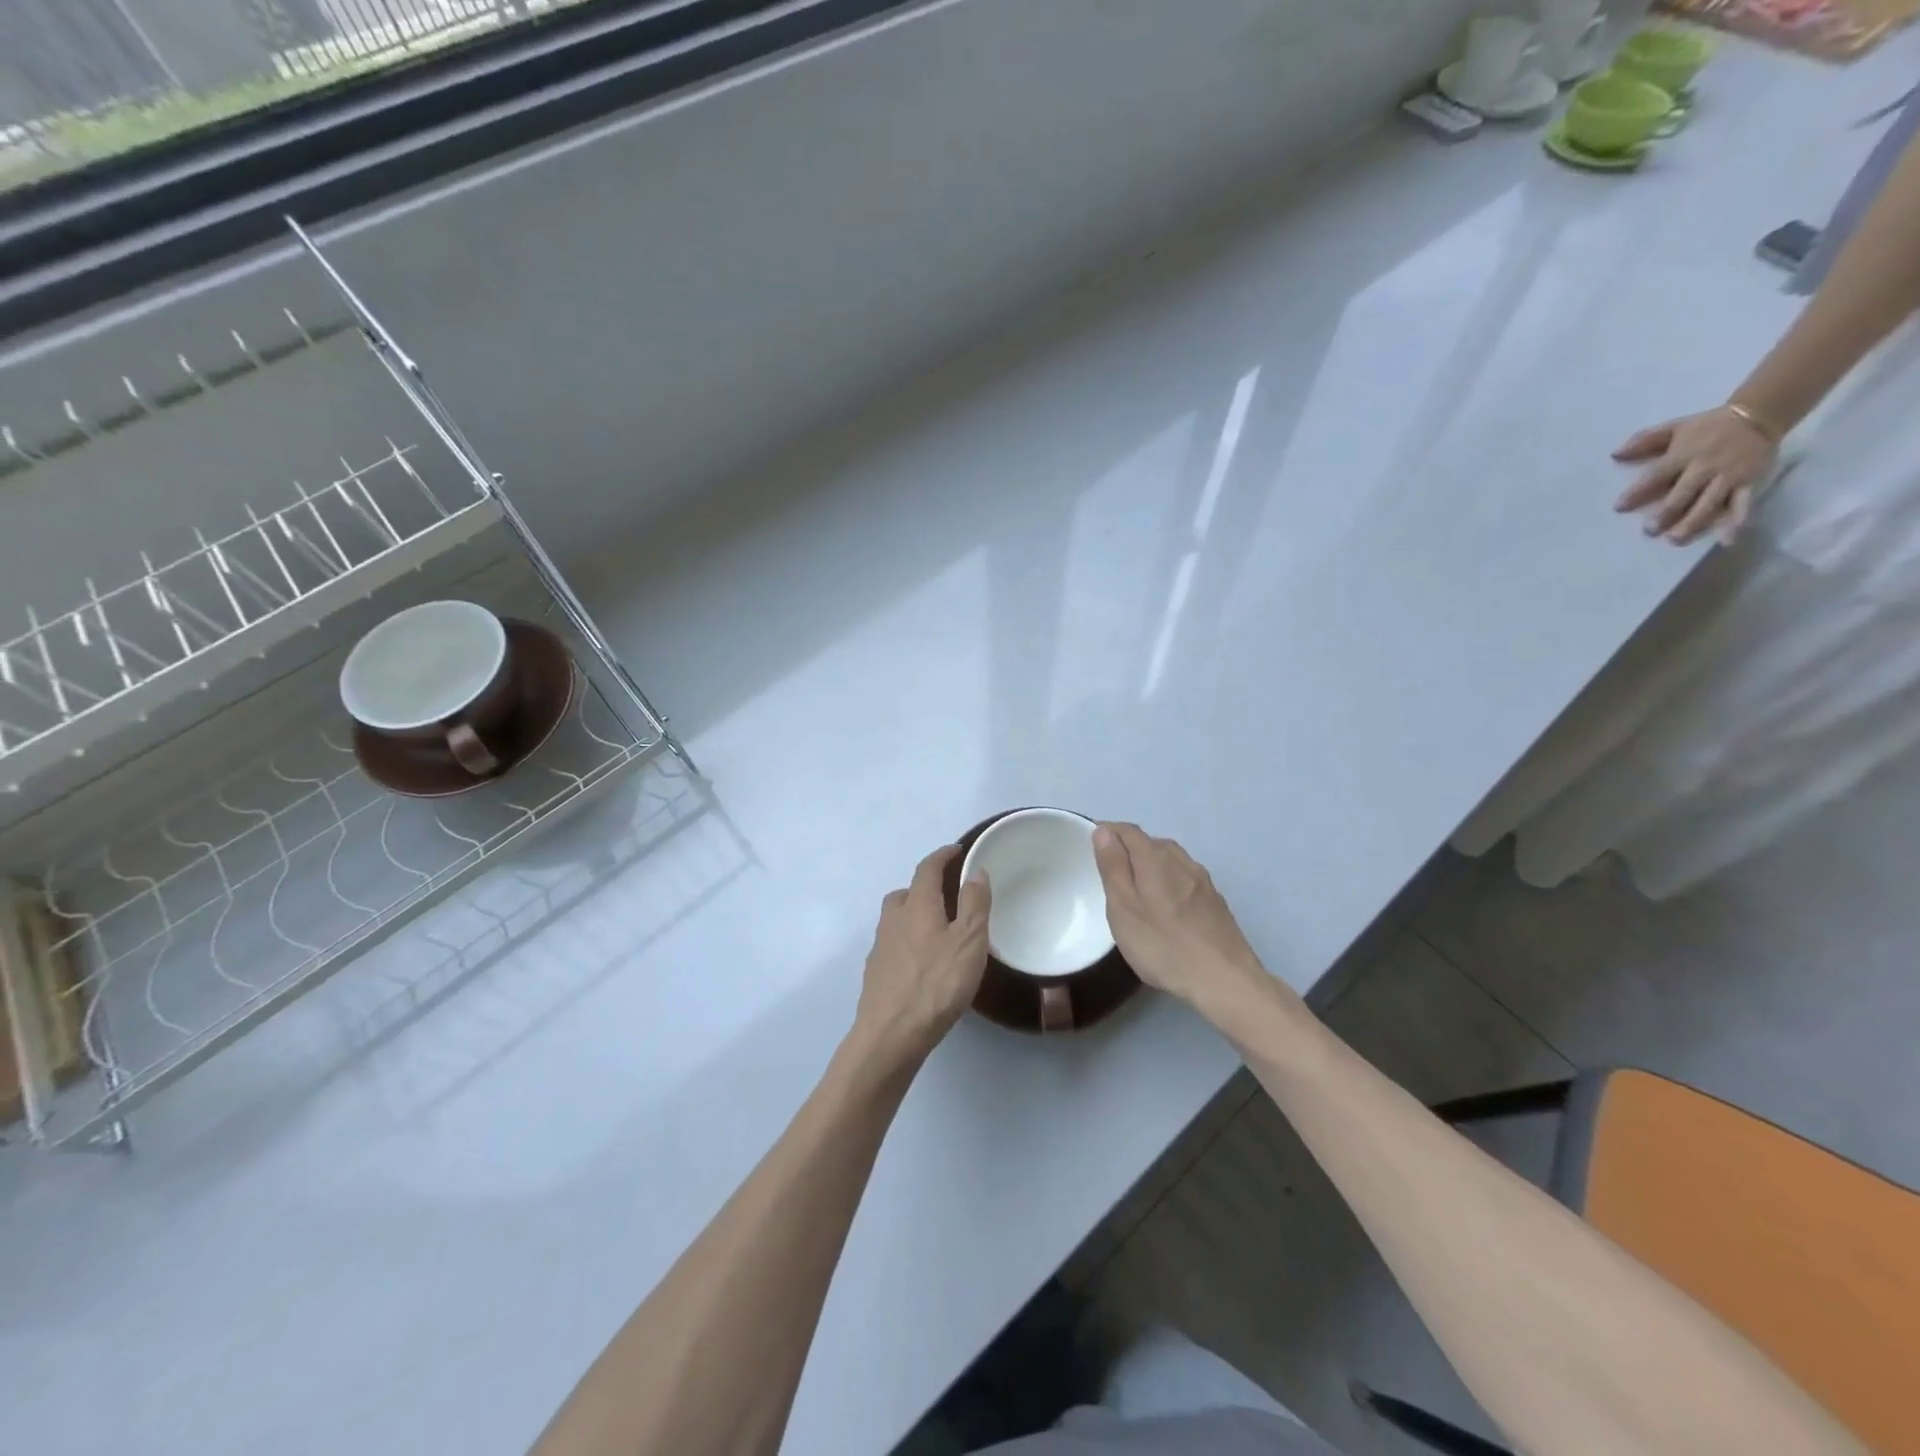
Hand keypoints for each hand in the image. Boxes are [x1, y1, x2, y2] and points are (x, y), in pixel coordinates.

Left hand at [851, 845, 990, 1066]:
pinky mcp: (875, 973)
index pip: (927, 869)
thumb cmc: (937, 983)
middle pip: (906, 892)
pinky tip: (922, 964)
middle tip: (947, 895)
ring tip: (937, 931)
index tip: (956, 850)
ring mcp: (880, 947)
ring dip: (914, 915)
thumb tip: (976, 871)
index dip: (942, 856)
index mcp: (917, 905)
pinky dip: (908, 943)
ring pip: (896, 919)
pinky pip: (893, 945)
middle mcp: (893, 919)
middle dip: (925, 887)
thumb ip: (974, 903)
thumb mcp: (970, 941)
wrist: (891, 1034)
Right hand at [1092, 823, 1275, 1015]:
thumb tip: (1104, 832)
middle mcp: (1182, 860)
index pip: (1127, 830)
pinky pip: (1184, 877)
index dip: (1107, 831)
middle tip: (1108, 870)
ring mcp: (1203, 880)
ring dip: (1150, 864)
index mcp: (1155, 858)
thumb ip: (1113, 867)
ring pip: (1170, 859)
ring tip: (1135, 887)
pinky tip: (1165, 904)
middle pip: (1150, 842)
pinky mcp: (1215, 900)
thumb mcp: (1124, 907)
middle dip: (1128, 848)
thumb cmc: (1163, 944)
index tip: (1089, 843)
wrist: (1224, 979)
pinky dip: (1168, 880)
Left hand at [1613, 406, 1778, 545]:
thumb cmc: (1707, 425)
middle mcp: (1705, 467)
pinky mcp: (1750, 481)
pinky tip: (1727, 540)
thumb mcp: (1674, 427)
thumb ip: (1643, 440)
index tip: (1618, 508)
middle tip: (1649, 531)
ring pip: (1709, 503)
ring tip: (1675, 539)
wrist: (1759, 413)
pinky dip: (1737, 521)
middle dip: (1665, 513)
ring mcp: (1728, 476)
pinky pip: (1743, 503)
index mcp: (1683, 455)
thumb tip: (1614, 454)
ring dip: (1692, 522)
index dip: (1637, 492)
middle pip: (1683, 494)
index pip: (1655, 476)